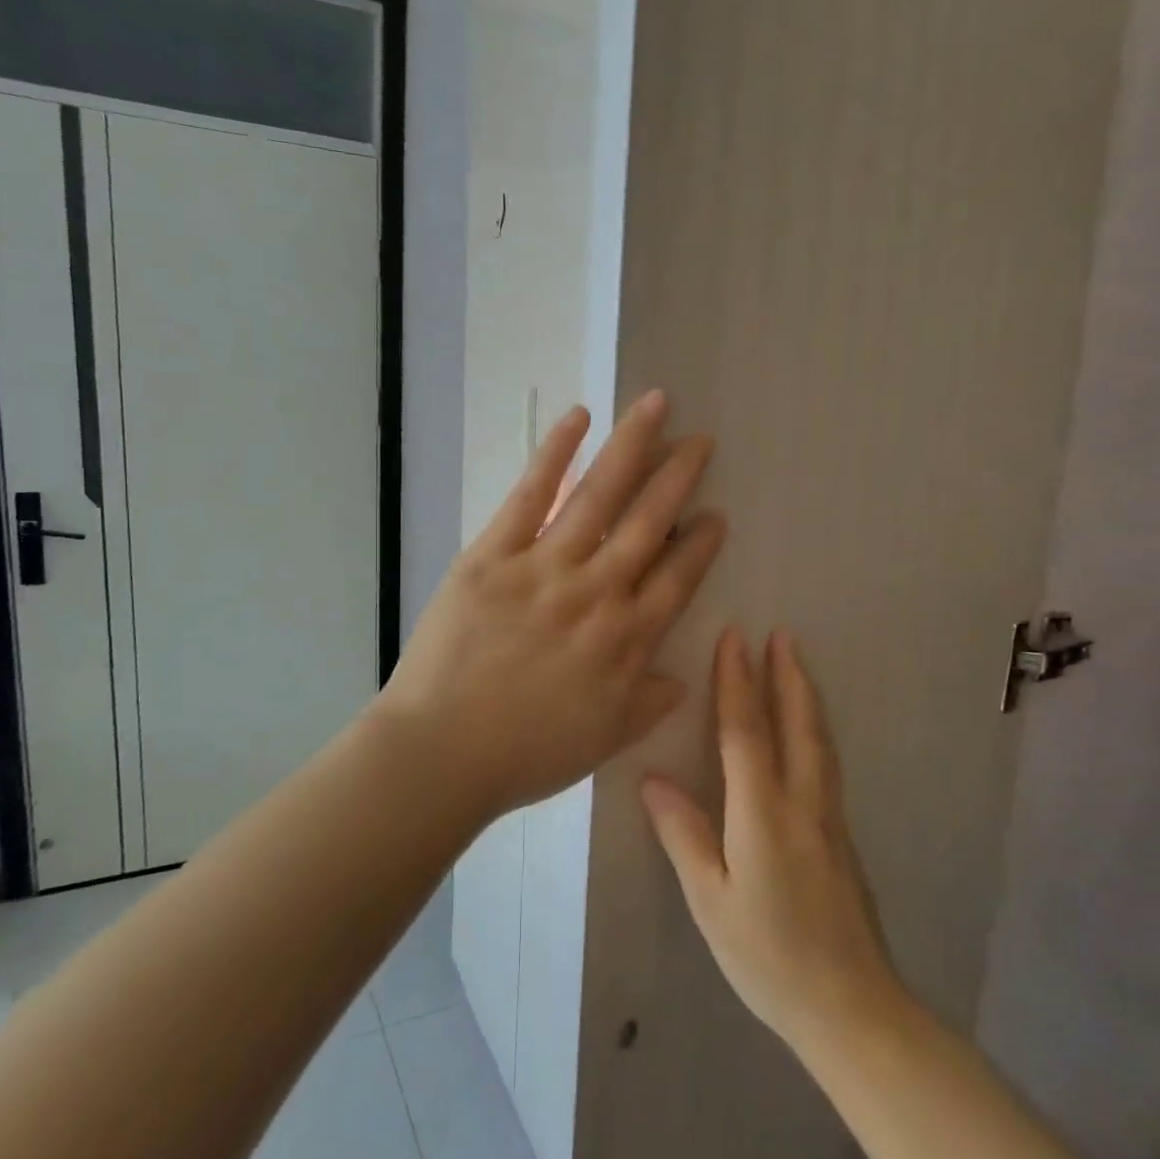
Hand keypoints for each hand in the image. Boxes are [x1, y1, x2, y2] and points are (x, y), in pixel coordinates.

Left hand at [377, 391, 725, 818]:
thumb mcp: (604, 740)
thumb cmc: (525, 753)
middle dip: (678, 478)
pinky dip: (555, 454)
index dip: (700, 544)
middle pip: (648, 523)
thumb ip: (648, 703)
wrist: (442, 751)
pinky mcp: (494, 555)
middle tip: (701, 440)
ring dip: (631, 447)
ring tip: (656, 405)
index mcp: (626, 639)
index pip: (677, 579)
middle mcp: (596, 593)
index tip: (717, 514)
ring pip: (599, 497)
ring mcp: (544, 567)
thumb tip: (683, 678)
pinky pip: (530, 496)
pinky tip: (579, 418)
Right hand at [643, 629, 901, 1057]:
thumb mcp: (710, 900)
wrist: (851, 1007)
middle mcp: (802, 803)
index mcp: (763, 814)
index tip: (734, 638)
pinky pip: (825, 762)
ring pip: (818, 740)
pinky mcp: (840, 835)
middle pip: (796, 724)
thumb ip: (684, 834)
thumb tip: (653, 779)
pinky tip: (809, 728)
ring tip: (796, 663)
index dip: (737, 682)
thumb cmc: (767, 956)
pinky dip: (814, 728)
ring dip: (805, 695)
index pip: (746, 732)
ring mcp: (829, 818)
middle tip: (780, 633)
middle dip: (785, 675)